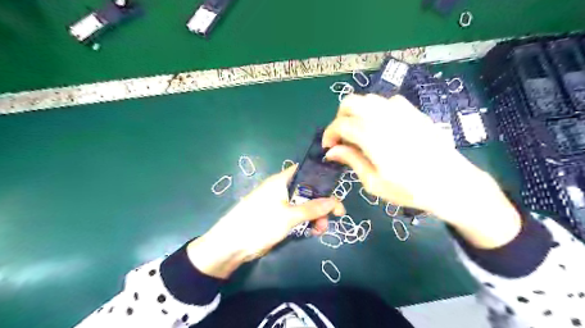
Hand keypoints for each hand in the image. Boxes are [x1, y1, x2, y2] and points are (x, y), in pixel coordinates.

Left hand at [188, 168, 342, 277]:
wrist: (231, 246)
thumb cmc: (260, 224)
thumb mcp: (289, 216)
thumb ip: (313, 208)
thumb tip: (336, 201)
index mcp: (282, 181)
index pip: (305, 171)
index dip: (322, 178)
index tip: (336, 190)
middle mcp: (281, 188)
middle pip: (308, 190)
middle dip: (321, 203)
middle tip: (334, 217)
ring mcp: (279, 203)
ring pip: (304, 204)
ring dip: (315, 216)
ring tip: (320, 230)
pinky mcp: (277, 216)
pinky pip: (297, 215)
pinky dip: (306, 222)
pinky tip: (312, 232)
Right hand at [322, 94, 472, 213]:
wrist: (452, 184)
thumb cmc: (410, 189)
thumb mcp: (374, 182)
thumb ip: (351, 161)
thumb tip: (331, 151)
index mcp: (372, 136)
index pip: (341, 124)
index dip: (329, 134)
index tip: (329, 147)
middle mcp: (384, 117)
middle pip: (351, 102)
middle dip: (340, 118)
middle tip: (343, 138)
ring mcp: (401, 111)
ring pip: (368, 99)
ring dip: (357, 113)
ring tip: (360, 133)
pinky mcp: (414, 112)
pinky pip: (388, 102)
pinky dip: (377, 110)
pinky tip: (382, 126)